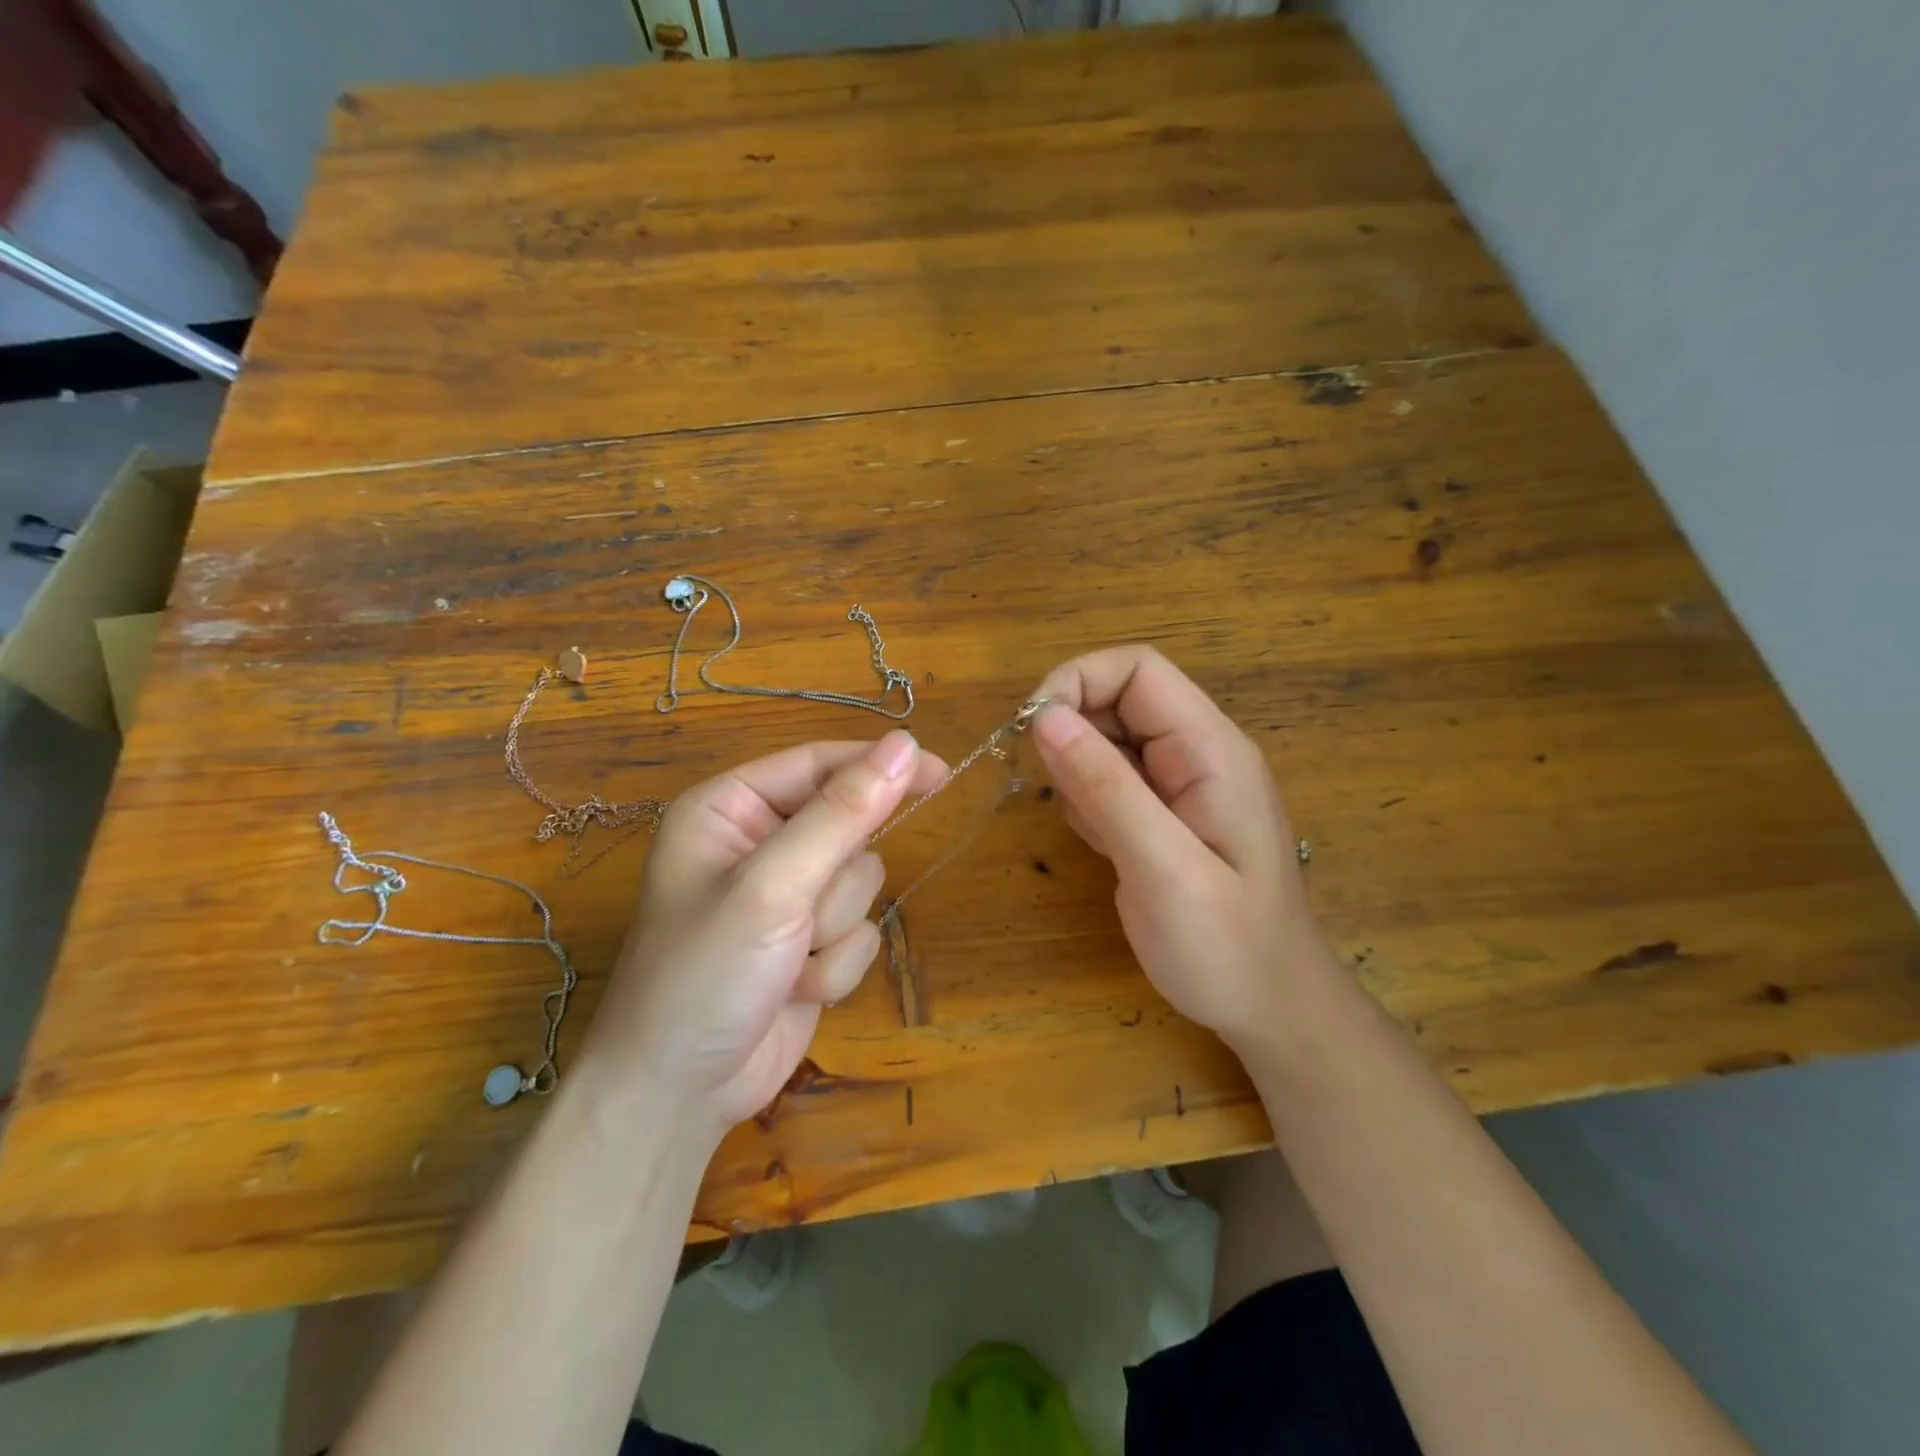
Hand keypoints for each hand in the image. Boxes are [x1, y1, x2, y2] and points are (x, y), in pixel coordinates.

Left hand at [583, 731, 943, 1142]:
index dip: (878, 767)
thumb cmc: (704, 975)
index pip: (819, 763)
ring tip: (786, 960)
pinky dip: (836, 965)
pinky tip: (794, 989)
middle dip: (835, 881)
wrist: (677, 1096)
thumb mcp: (773, 887)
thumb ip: (842, 814)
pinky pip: (861, 932)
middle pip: (849, 826)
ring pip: (862, 882)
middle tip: (800, 916)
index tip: (939, 772)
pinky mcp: (810, 942)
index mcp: (731, 808)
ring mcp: (787, 896)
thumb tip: (906, 746)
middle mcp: (759, 842)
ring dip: (833, 929)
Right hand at [1029, 646, 1327, 1048]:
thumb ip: (1105, 787)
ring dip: (1079, 775)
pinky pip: (1109, 779)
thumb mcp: (1163, 868)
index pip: (1138, 669)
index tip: (1033, 729)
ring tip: (1100, 838)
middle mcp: (1196, 752)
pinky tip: (1107, 850)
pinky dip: (1088, 803)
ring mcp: (1180, 783)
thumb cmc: (1226, 946)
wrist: (1270, 1007)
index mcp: (1210, 749)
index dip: (1078, 681)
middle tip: (1060, 797)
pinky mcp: (1162, 812)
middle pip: (1118, 699)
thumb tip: (1045, 717)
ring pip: (1106, 740)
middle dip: (1073, 733)